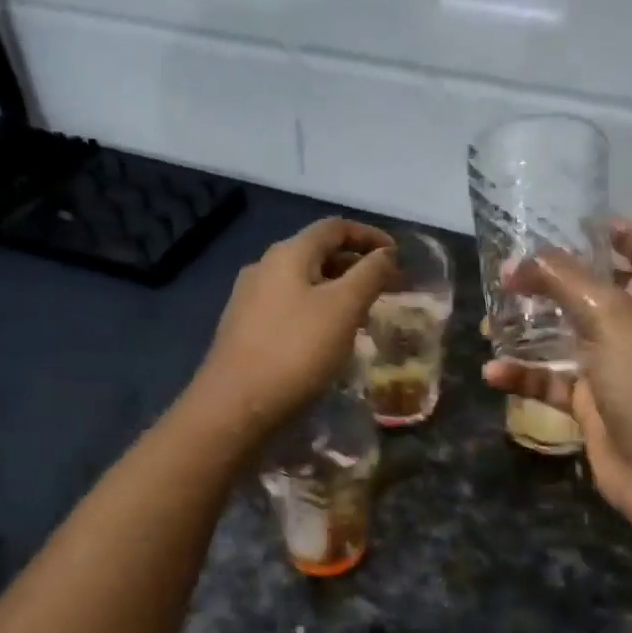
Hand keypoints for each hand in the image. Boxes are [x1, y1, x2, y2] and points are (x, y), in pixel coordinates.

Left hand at [192, 218, 395, 435]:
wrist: (234, 405)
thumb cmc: (296, 350)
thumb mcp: (344, 308)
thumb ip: (370, 274)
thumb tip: (387, 254)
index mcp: (288, 254)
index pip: (335, 227)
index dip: (369, 235)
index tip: (397, 256)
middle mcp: (264, 267)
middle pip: (317, 252)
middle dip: (355, 265)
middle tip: (386, 287)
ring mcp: (250, 298)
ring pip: (304, 281)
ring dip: (337, 289)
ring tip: (363, 313)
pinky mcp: (244, 328)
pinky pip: (290, 305)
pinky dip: (317, 309)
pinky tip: (328, 336)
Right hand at [483, 220, 631, 532]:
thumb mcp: (608, 316)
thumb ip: (564, 280)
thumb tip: (518, 261)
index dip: (623, 233)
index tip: (581, 223)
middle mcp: (631, 330)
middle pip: (595, 293)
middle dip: (555, 281)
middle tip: (513, 274)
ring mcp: (609, 369)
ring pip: (563, 338)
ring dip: (528, 330)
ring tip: (490, 321)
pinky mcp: (587, 405)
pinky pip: (548, 383)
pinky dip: (522, 377)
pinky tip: (493, 373)